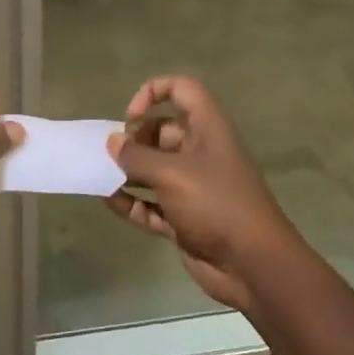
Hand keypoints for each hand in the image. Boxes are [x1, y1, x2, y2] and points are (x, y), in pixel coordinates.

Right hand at [104, 76, 303, 312]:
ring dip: (128, 173)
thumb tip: (113, 142)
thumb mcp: (172, 174)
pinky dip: (132, 202)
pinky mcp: (184, 218)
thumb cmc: (216, 204)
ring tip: (100, 177)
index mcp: (207, 129)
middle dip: (134, 140)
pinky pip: (152, 204)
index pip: (182, 90)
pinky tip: (110, 202)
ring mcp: (192, 187)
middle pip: (161, 132)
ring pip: (154, 170)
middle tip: (113, 155)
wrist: (253, 265)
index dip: (153, 93)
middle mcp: (200, 152)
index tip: (131, 117)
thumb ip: (137, 157)